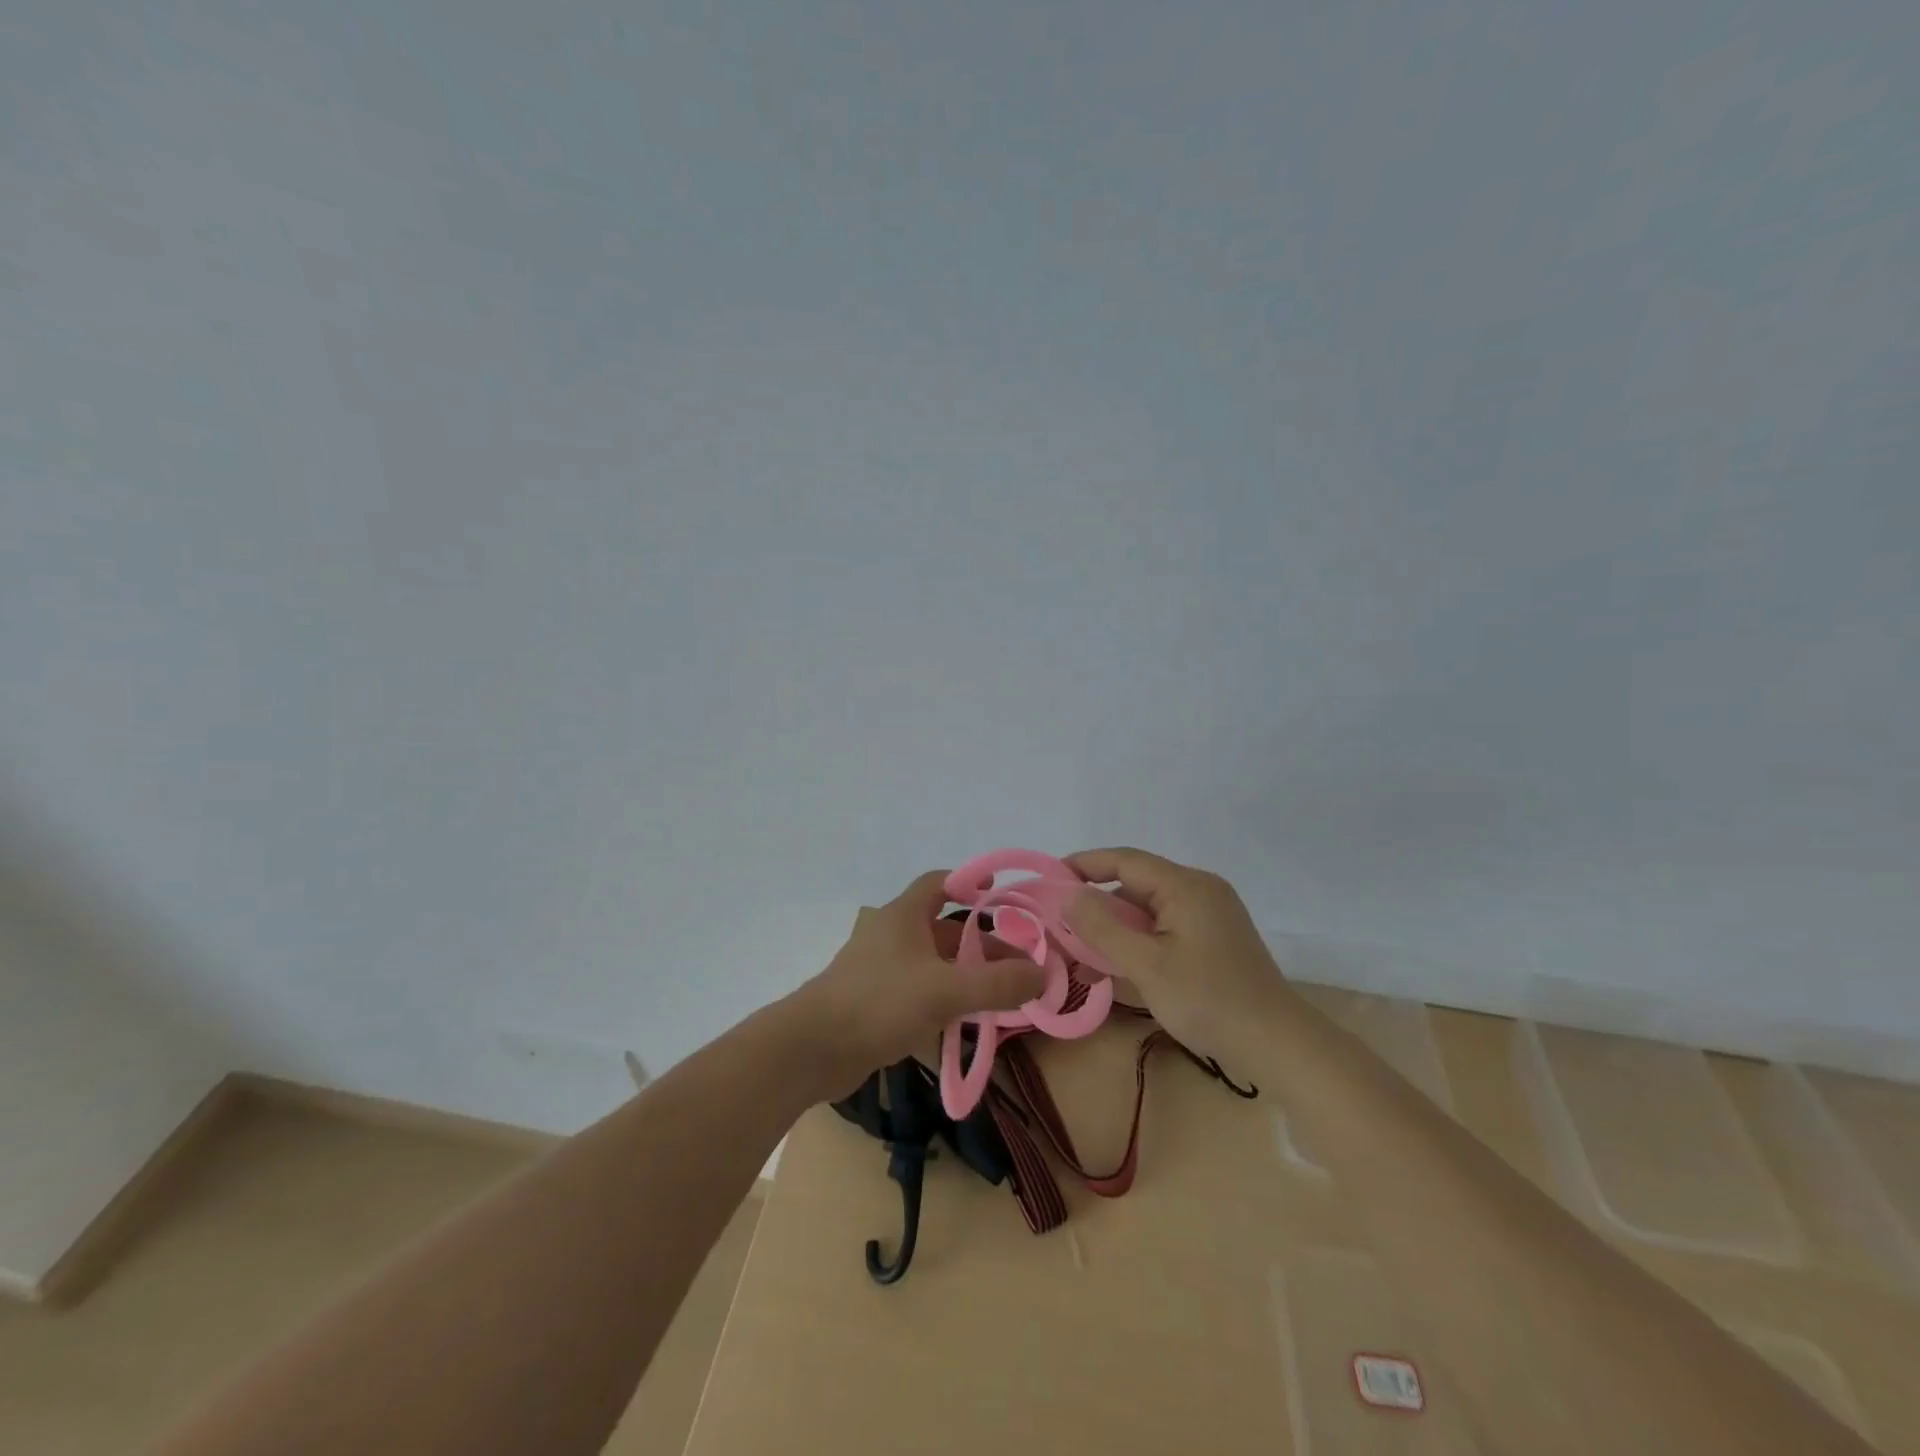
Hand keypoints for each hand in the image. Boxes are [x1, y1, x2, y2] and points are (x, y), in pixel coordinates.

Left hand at [791, 871, 1047, 1096]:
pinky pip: (920, 990)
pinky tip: (966, 1021)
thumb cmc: (879, 1003)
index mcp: (904, 915)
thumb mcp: (946, 991)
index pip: (940, 883)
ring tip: (1002, 994)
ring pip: (934, 963)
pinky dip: (945, 998)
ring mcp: (881, 969)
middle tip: (1019, 964)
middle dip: (982, 943)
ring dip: (966, 974)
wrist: (812, 1049)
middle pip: (945, 929)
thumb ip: (997, 984)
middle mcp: (893, 935)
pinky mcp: (875, 1001)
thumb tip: (1043, 975)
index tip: (1000, 894)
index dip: (970, 883)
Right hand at [1062, 847, 1292, 1063]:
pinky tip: (1112, 969)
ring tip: (1078, 955)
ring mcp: (1209, 916)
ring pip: (1147, 910)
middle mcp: (1199, 891)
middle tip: (1059, 924)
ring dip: (1113, 929)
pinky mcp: (1212, 940)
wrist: (1277, 1045)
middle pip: (1135, 885)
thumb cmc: (1208, 1000)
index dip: (1084, 864)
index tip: (1048, 877)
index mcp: (1186, 886)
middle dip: (1095, 903)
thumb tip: (1068, 894)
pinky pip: (1163, 929)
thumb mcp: (1146, 965)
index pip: (1124, 860)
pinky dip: (1136, 943)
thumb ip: (1102, 926)